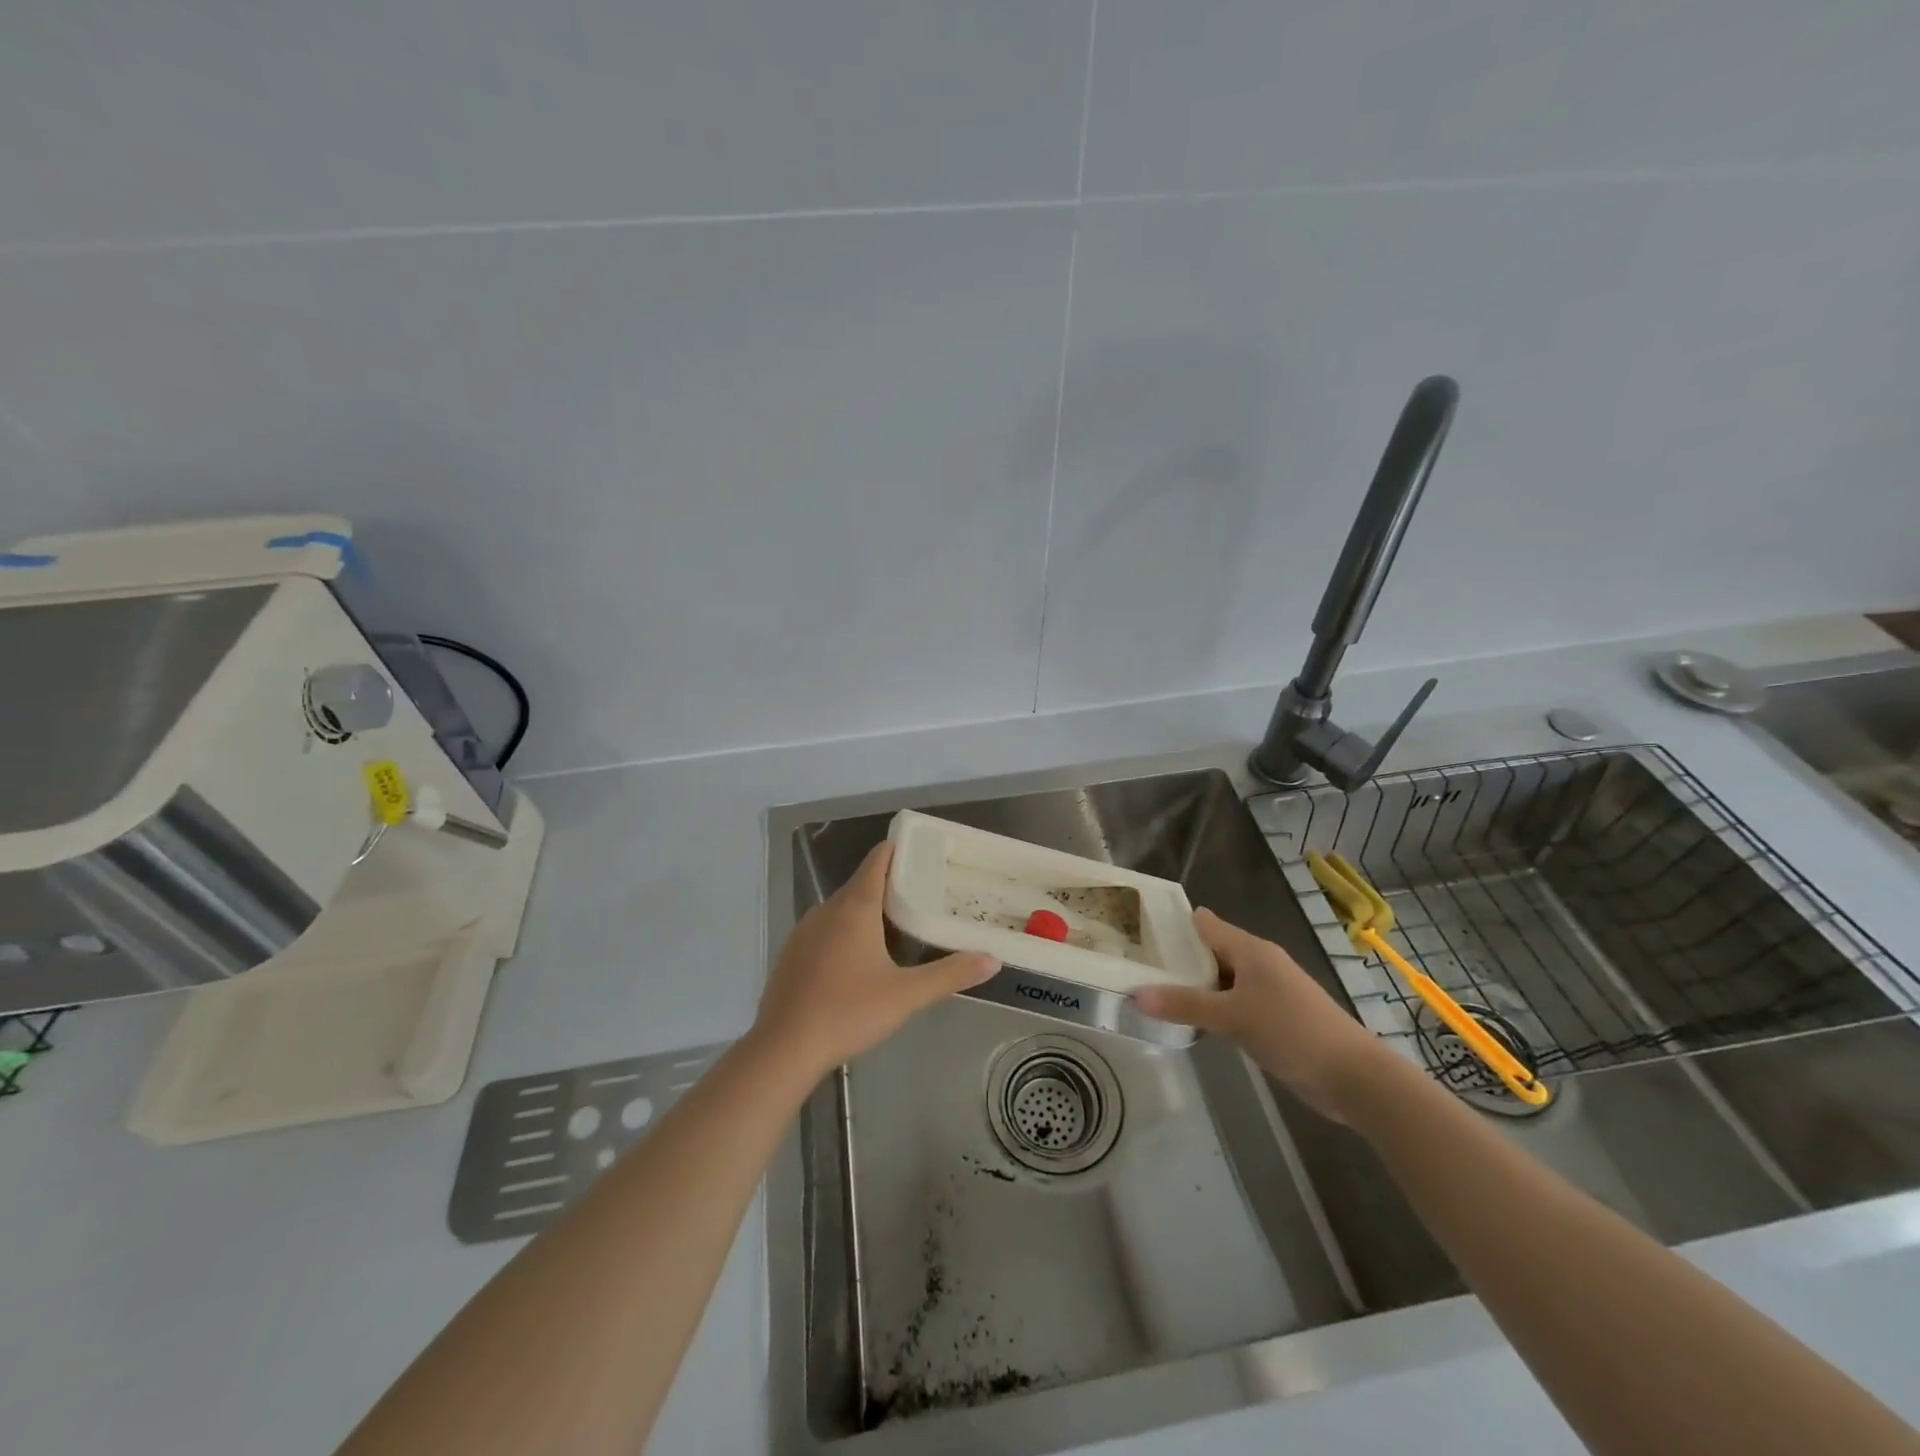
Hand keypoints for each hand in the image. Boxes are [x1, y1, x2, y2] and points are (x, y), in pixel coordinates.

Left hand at [753, 842, 997, 1081]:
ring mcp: (804, 931)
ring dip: (867, 911)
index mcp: (854, 907)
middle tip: (923, 896)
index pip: (877, 860)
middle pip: (861, 883)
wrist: (783, 1049)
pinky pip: (825, 930)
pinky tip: (858, 961)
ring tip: (896, 927)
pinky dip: (845, 932)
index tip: (924, 853)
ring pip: (841, 908)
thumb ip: (950, 974)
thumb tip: (992, 959)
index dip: (899, 851)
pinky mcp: (792, 954)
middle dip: (890, 885)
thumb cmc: (848, 1012)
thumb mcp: (906, 995)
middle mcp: (827, 909)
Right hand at [1134, 908, 1397, 1120]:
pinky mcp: (1273, 1018)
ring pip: (1220, 981)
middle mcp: (1258, 963)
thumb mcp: (1232, 1017)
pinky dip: (1211, 1008)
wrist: (1353, 1077)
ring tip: (1151, 992)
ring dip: (1193, 987)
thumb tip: (1134, 994)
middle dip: (1177, 959)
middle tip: (1134, 966)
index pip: (1204, 924)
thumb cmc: (1292, 1031)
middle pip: (1210, 952)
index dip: (1173, 925)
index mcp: (1251, 950)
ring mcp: (1267, 992)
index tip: (1137, 931)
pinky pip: (1232, 1004)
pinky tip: (1189, 1021)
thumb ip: (1184, 1004)